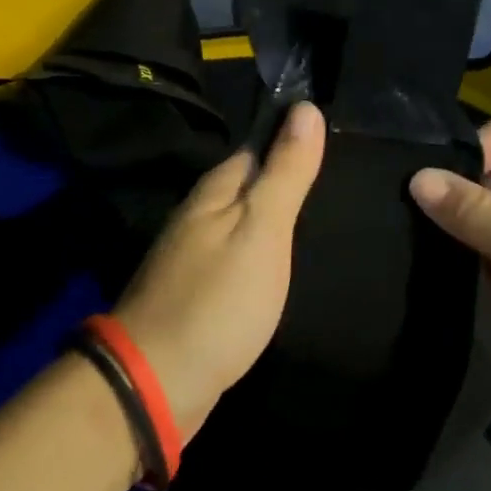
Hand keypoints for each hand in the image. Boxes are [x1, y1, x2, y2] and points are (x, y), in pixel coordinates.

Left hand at [112, 102, 325, 440]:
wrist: (157, 383)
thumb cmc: (218, 301)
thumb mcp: (262, 231)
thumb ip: (285, 173)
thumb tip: (305, 107)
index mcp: (215, 190)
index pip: (259, 146)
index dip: (292, 137)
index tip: (330, 132)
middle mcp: (198, 213)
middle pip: (248, 184)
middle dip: (284, 176)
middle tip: (334, 176)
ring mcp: (191, 254)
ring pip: (240, 220)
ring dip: (271, 215)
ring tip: (314, 215)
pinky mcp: (194, 290)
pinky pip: (234, 254)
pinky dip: (258, 251)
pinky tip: (276, 263)